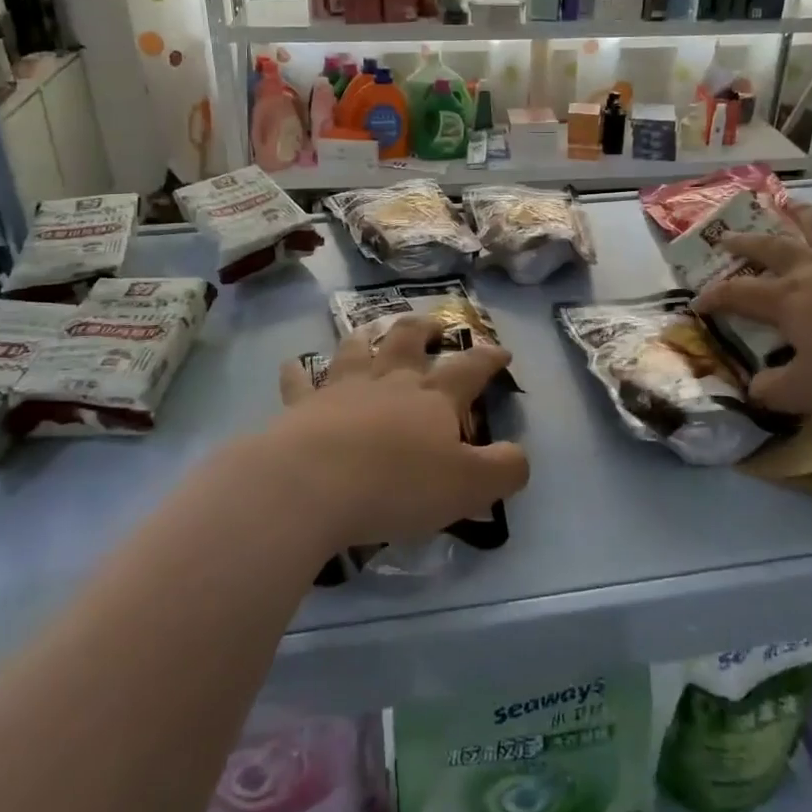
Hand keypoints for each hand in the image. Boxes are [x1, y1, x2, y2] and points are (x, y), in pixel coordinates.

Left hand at [266, 315, 529, 547]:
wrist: (313, 484)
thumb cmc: (397, 485)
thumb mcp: (469, 486)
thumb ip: (503, 469)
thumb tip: (519, 455)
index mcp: (434, 398)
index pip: (470, 368)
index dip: (490, 358)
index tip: (502, 351)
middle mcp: (390, 382)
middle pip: (409, 341)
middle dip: (425, 329)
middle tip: (433, 324)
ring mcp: (343, 389)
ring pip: (356, 351)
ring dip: (365, 339)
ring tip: (369, 333)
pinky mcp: (302, 407)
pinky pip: (299, 383)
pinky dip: (297, 373)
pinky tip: (292, 365)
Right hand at [693, 202, 811, 414]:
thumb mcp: (808, 392)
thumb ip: (774, 391)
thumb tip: (754, 389)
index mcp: (788, 300)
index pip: (738, 293)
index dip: (714, 297)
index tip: (697, 303)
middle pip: (772, 248)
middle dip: (745, 243)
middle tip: (727, 234)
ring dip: (803, 218)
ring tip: (793, 205)